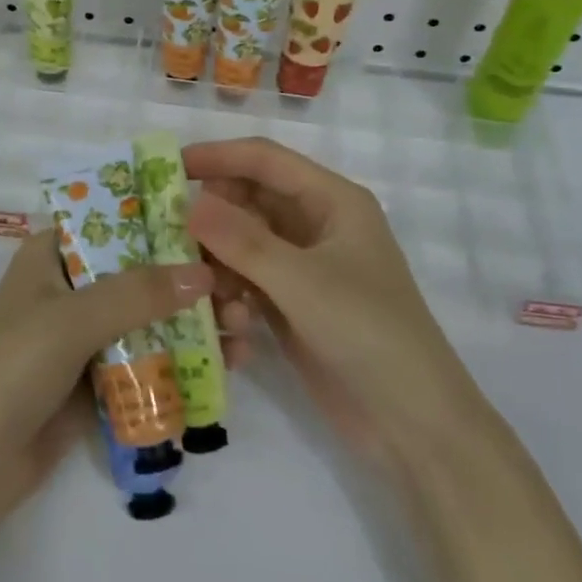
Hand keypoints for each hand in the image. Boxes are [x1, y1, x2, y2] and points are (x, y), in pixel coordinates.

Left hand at [0, 230, 235, 525]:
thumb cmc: (10, 368)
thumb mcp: (71, 319)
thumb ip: (137, 294)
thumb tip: (204, 274)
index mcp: (52, 255)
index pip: (115, 222)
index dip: (165, 224)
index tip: (218, 230)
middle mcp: (71, 287)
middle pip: (141, 273)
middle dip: (191, 282)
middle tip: (242, 293)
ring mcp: (84, 337)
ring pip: (149, 319)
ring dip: (195, 324)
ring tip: (243, 333)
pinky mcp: (96, 380)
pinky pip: (147, 361)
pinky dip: (182, 361)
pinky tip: (226, 367)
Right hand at [183, 137, 480, 464]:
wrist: (414, 424)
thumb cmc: (368, 334)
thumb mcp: (302, 282)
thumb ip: (242, 240)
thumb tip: (188, 204)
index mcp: (332, 201)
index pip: (265, 160)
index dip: (217, 156)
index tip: (167, 167)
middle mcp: (316, 225)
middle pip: (249, 200)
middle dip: (211, 217)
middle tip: (168, 236)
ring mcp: (304, 267)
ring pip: (242, 244)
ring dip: (220, 264)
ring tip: (208, 295)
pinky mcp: (292, 304)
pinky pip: (247, 281)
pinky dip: (232, 295)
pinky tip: (231, 326)